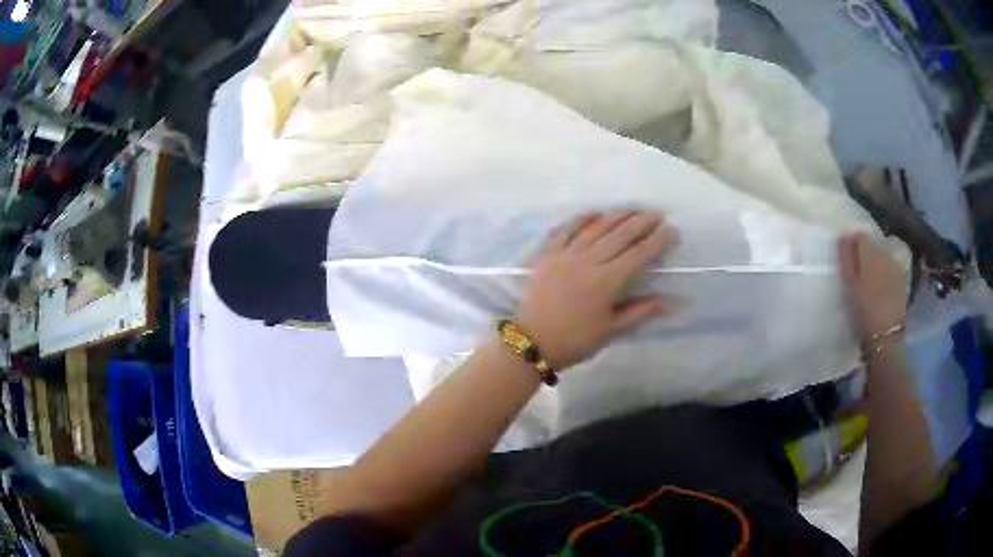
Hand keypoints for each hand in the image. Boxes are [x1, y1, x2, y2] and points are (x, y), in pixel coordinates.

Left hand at [515, 211, 677, 369]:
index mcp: (607, 282)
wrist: (531, 342)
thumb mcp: (611, 330)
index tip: (671, 230)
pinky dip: (581, 219)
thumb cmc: (575, 340)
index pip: (639, 254)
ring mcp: (566, 254)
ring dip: (616, 216)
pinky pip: (566, 229)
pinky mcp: (548, 254)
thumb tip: (670, 301)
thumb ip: (640, 311)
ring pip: (595, 227)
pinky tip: (594, 213)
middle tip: (656, 214)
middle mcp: (588, 261)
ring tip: (632, 209)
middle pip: (620, 235)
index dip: (657, 241)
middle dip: (641, 222)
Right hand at [838, 232, 907, 340]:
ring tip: (870, 283)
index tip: (847, 258)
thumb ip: (846, 259)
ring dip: (876, 265)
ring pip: (882, 257)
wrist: (885, 336)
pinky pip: (891, 268)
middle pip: (872, 246)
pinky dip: (885, 274)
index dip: (852, 245)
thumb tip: (843, 237)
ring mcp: (896, 265)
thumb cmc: (863, 311)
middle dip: (865, 255)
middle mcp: (885, 253)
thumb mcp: (849, 286)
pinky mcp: (902, 279)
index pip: (859, 236)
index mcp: (870, 252)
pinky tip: (881, 288)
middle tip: (858, 274)